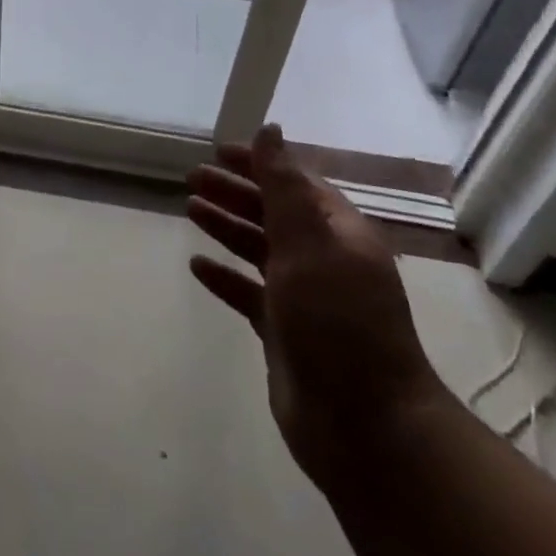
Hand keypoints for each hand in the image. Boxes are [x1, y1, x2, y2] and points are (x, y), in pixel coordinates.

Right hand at [187, 123, 446, 480]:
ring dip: (227, 227)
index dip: (258, 164)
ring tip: (190, 209)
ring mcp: (304, 298)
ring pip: (259, 250)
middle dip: (235, 192)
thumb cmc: (337, 322)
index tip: (218, 152)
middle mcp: (323, 260)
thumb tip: (270, 129)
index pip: (295, 184)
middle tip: (192, 178)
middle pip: (273, 213)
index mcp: (338, 233)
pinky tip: (197, 266)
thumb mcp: (309, 245)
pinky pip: (249, 293)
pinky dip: (225, 277)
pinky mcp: (285, 333)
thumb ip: (284, 186)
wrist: (365, 426)